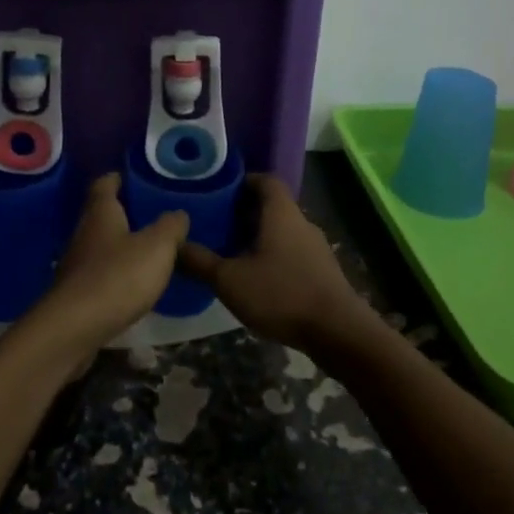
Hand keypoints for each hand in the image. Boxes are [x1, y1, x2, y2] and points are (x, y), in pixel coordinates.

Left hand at [20, 174, 188, 368]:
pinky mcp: (75, 294)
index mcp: (100, 213)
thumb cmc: (117, 276)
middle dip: (122, 213)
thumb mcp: (157, 247)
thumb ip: (170, 227)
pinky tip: (132, 285)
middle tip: (150, 215)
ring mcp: (76, 265)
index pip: (104, 184)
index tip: (131, 177)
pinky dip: (114, 274)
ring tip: (147, 251)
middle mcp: (84, 233)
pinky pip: (98, 274)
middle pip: (100, 215)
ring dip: (119, 246)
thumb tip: (178, 213)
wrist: (74, 328)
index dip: (117, 178)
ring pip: (99, 246)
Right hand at [177, 174, 376, 350]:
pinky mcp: (322, 272)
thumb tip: (174, 245)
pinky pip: (292, 252)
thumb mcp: (230, 279)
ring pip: (282, 231)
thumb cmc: (282, 294)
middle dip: (243, 212)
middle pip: (272, 206)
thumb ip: (200, 261)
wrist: (339, 333)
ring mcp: (316, 248)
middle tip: (215, 223)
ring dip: (258, 237)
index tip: (218, 191)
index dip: (243, 181)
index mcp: (281, 213)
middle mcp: (301, 223)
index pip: (265, 180)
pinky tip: (256, 279)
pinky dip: (272, 256)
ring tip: (230, 252)